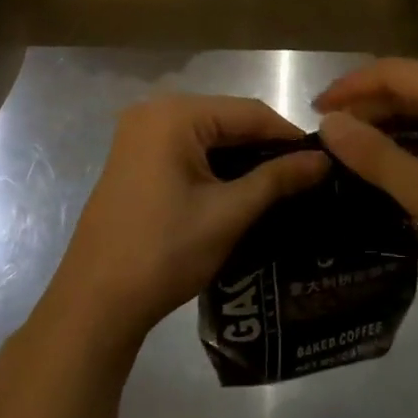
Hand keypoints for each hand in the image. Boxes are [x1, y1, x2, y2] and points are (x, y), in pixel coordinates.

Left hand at [41, 94, 330, 356]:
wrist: (94, 305)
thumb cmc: (164, 253)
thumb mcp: (228, 214)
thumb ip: (277, 179)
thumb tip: (324, 161)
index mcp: (174, 114)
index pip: (248, 112)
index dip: (288, 135)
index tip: (322, 161)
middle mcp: (154, 111)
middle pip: (227, 119)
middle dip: (265, 146)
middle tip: (304, 176)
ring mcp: (139, 135)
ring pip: (208, 135)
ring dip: (242, 157)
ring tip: (281, 184)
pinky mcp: (134, 158)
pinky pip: (187, 149)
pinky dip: (215, 165)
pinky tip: (241, 188)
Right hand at [315, 59, 417, 312]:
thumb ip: (375, 156)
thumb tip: (328, 123)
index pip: (391, 71)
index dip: (349, 86)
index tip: (315, 110)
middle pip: (410, 82)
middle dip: (368, 104)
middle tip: (332, 135)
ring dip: (392, 120)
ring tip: (359, 149)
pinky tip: (403, 161)